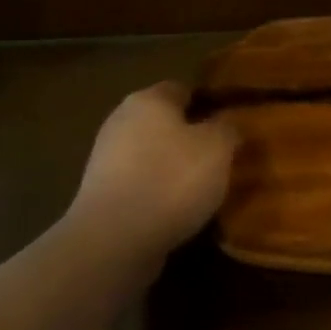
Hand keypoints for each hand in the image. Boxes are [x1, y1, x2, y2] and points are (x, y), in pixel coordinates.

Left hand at [68, 83, 238, 256]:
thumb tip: (225, 123)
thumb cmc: (172, 180)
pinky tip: (177, 211)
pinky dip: (157, 193)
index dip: (208, 103)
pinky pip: (139, 184)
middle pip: (164, 122)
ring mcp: (105, 158)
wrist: (114, 240)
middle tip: (220, 158)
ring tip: (203, 189)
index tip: (230, 124)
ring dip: (173, 168)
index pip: (183, 89)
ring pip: (151, 154)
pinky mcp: (100, 194)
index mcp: (148, 99)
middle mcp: (121, 121)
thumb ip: (227, 128)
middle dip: (190, 137)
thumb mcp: (218, 148)